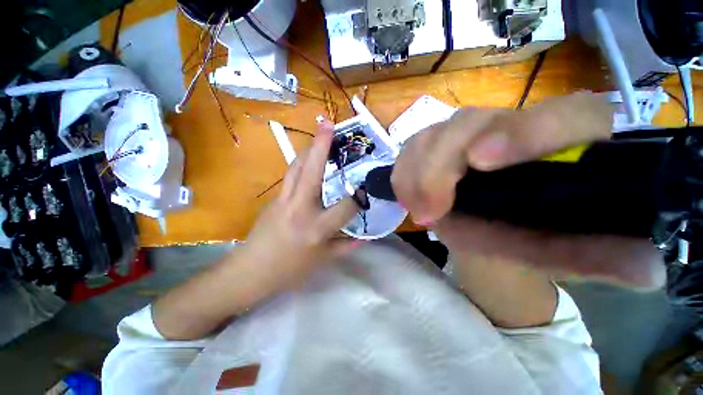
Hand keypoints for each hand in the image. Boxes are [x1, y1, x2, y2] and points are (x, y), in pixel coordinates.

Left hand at [242, 120, 359, 287]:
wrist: (250, 271)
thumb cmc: (289, 270)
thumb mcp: (323, 261)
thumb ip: (346, 246)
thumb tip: (364, 237)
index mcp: (316, 228)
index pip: (345, 207)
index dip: (359, 198)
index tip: (366, 190)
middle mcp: (300, 209)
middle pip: (312, 172)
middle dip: (322, 147)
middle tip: (329, 125)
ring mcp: (283, 201)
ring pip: (297, 168)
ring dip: (309, 149)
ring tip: (320, 135)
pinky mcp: (273, 199)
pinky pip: (290, 176)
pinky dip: (301, 164)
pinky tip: (308, 159)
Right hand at [392, 93, 664, 287]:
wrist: (488, 230)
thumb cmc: (530, 239)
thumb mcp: (562, 254)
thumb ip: (600, 258)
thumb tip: (649, 269)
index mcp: (564, 144)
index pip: (565, 114)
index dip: (525, 131)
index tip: (481, 162)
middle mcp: (509, 126)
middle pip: (469, 121)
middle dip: (442, 165)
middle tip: (430, 210)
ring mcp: (464, 134)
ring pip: (430, 134)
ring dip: (416, 173)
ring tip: (417, 210)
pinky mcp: (433, 145)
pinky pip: (409, 149)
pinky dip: (403, 173)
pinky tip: (407, 197)